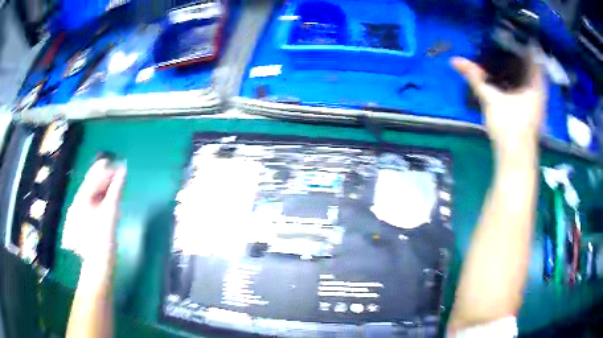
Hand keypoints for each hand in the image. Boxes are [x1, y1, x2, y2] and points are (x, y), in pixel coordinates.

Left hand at [64, 159, 125, 267]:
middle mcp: (78, 200)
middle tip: (120, 173)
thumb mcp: (111, 212)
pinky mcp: (82, 218)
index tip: (121, 166)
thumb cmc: (104, 239)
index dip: (108, 170)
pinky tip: (108, 197)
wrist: (98, 264)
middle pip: (91, 182)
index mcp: (82, 198)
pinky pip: (91, 200)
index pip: (95, 176)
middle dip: (105, 176)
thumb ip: (116, 189)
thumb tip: (123, 170)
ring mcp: (79, 210)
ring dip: (103, 186)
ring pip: (91, 191)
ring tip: (116, 184)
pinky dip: (100, 196)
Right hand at [451, 46, 546, 153]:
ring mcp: (537, 106)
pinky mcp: (532, 115)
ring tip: (509, 58)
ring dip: (523, 70)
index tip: (514, 35)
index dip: (526, 44)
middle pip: (534, 68)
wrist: (516, 160)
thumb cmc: (510, 126)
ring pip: (532, 81)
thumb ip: (476, 78)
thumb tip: (456, 61)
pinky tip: (511, 81)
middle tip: (508, 44)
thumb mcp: (491, 99)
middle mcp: (539, 93)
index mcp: (535, 85)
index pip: (535, 57)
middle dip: (523, 56)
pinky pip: (529, 91)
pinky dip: (521, 83)